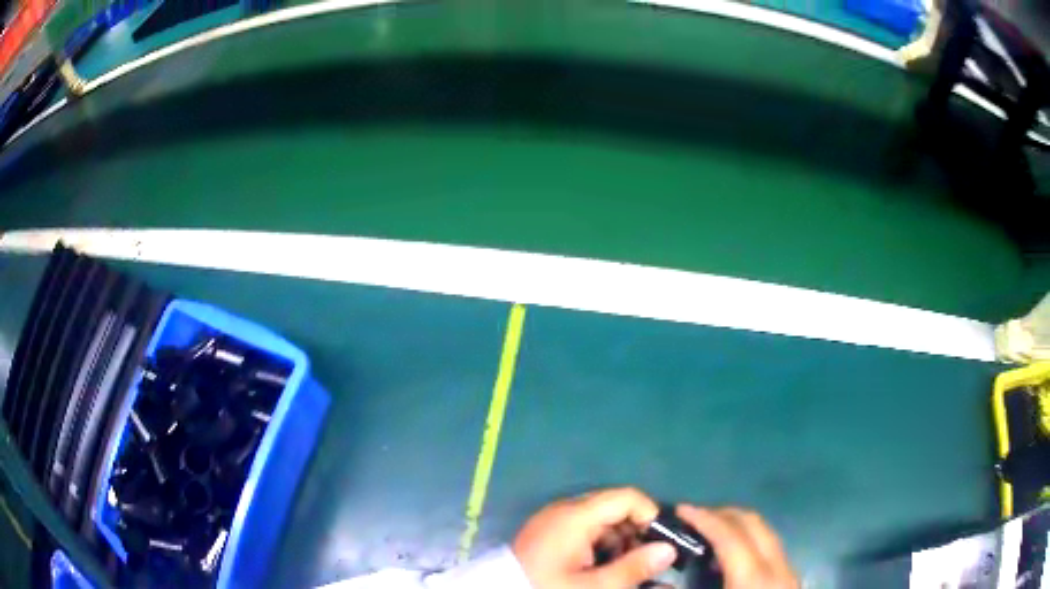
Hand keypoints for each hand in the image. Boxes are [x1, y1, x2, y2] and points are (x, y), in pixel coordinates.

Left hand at [512, 487, 677, 588]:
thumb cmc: (548, 588)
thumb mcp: (594, 585)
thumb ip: (634, 568)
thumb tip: (669, 550)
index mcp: (576, 516)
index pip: (626, 497)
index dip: (650, 515)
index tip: (662, 542)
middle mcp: (565, 510)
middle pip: (615, 508)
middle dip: (636, 532)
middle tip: (648, 560)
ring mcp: (554, 521)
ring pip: (602, 522)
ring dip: (620, 541)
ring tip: (627, 569)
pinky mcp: (548, 534)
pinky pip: (584, 531)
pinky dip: (601, 546)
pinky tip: (604, 568)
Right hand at [676, 505, 798, 588]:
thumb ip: (686, 588)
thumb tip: (662, 576)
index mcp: (752, 576)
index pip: (729, 534)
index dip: (703, 518)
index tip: (680, 509)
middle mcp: (777, 565)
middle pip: (753, 523)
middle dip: (723, 514)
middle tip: (694, 517)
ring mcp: (789, 570)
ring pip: (767, 532)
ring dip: (738, 526)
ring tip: (711, 534)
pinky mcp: (792, 578)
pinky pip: (771, 548)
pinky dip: (750, 542)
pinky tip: (734, 558)